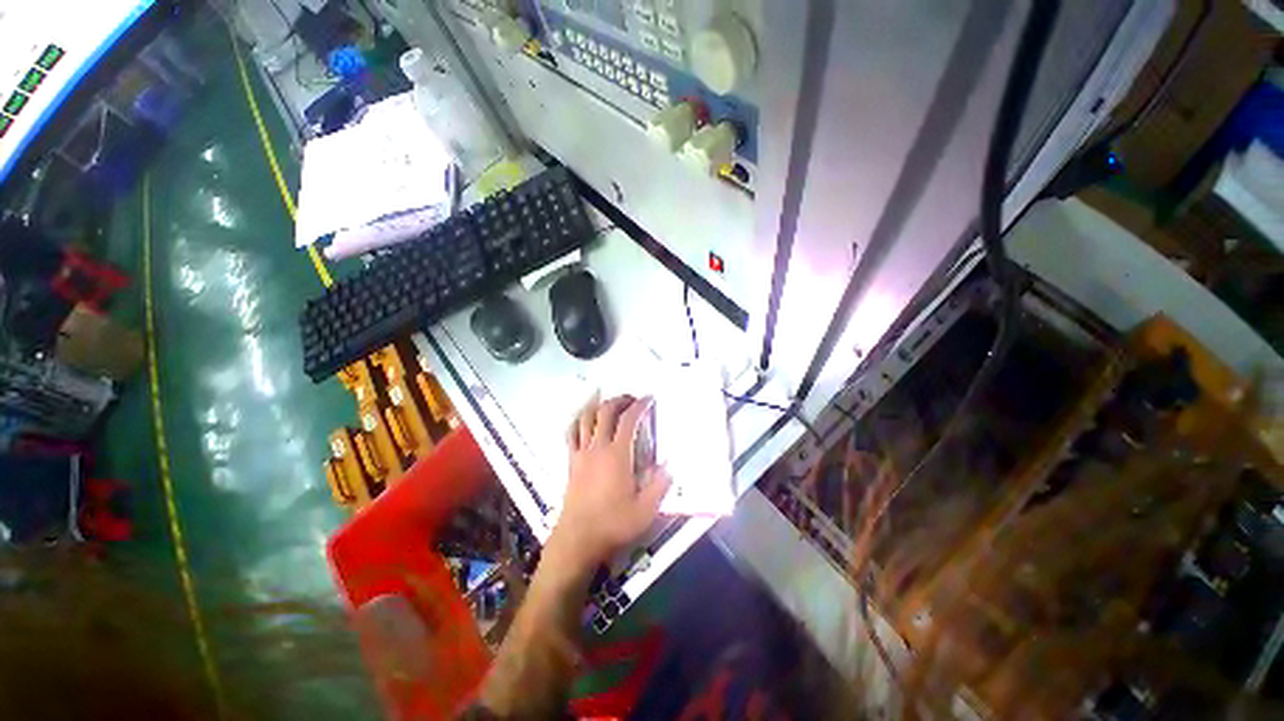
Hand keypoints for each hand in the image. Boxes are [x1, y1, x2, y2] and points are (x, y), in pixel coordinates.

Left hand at [547, 393, 670, 573]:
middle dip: (619, 400)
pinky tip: (582, 422)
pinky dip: (577, 422)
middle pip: (604, 413)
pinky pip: (571, 435)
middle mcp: (597, 449)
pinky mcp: (571, 465)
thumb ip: (659, 485)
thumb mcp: (647, 509)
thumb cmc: (615, 524)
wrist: (579, 537)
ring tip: (607, 403)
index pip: (628, 421)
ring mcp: (580, 455)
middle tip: (632, 399)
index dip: (640, 406)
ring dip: (597, 406)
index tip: (650, 399)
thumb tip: (667, 466)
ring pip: (584, 419)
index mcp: (617, 455)